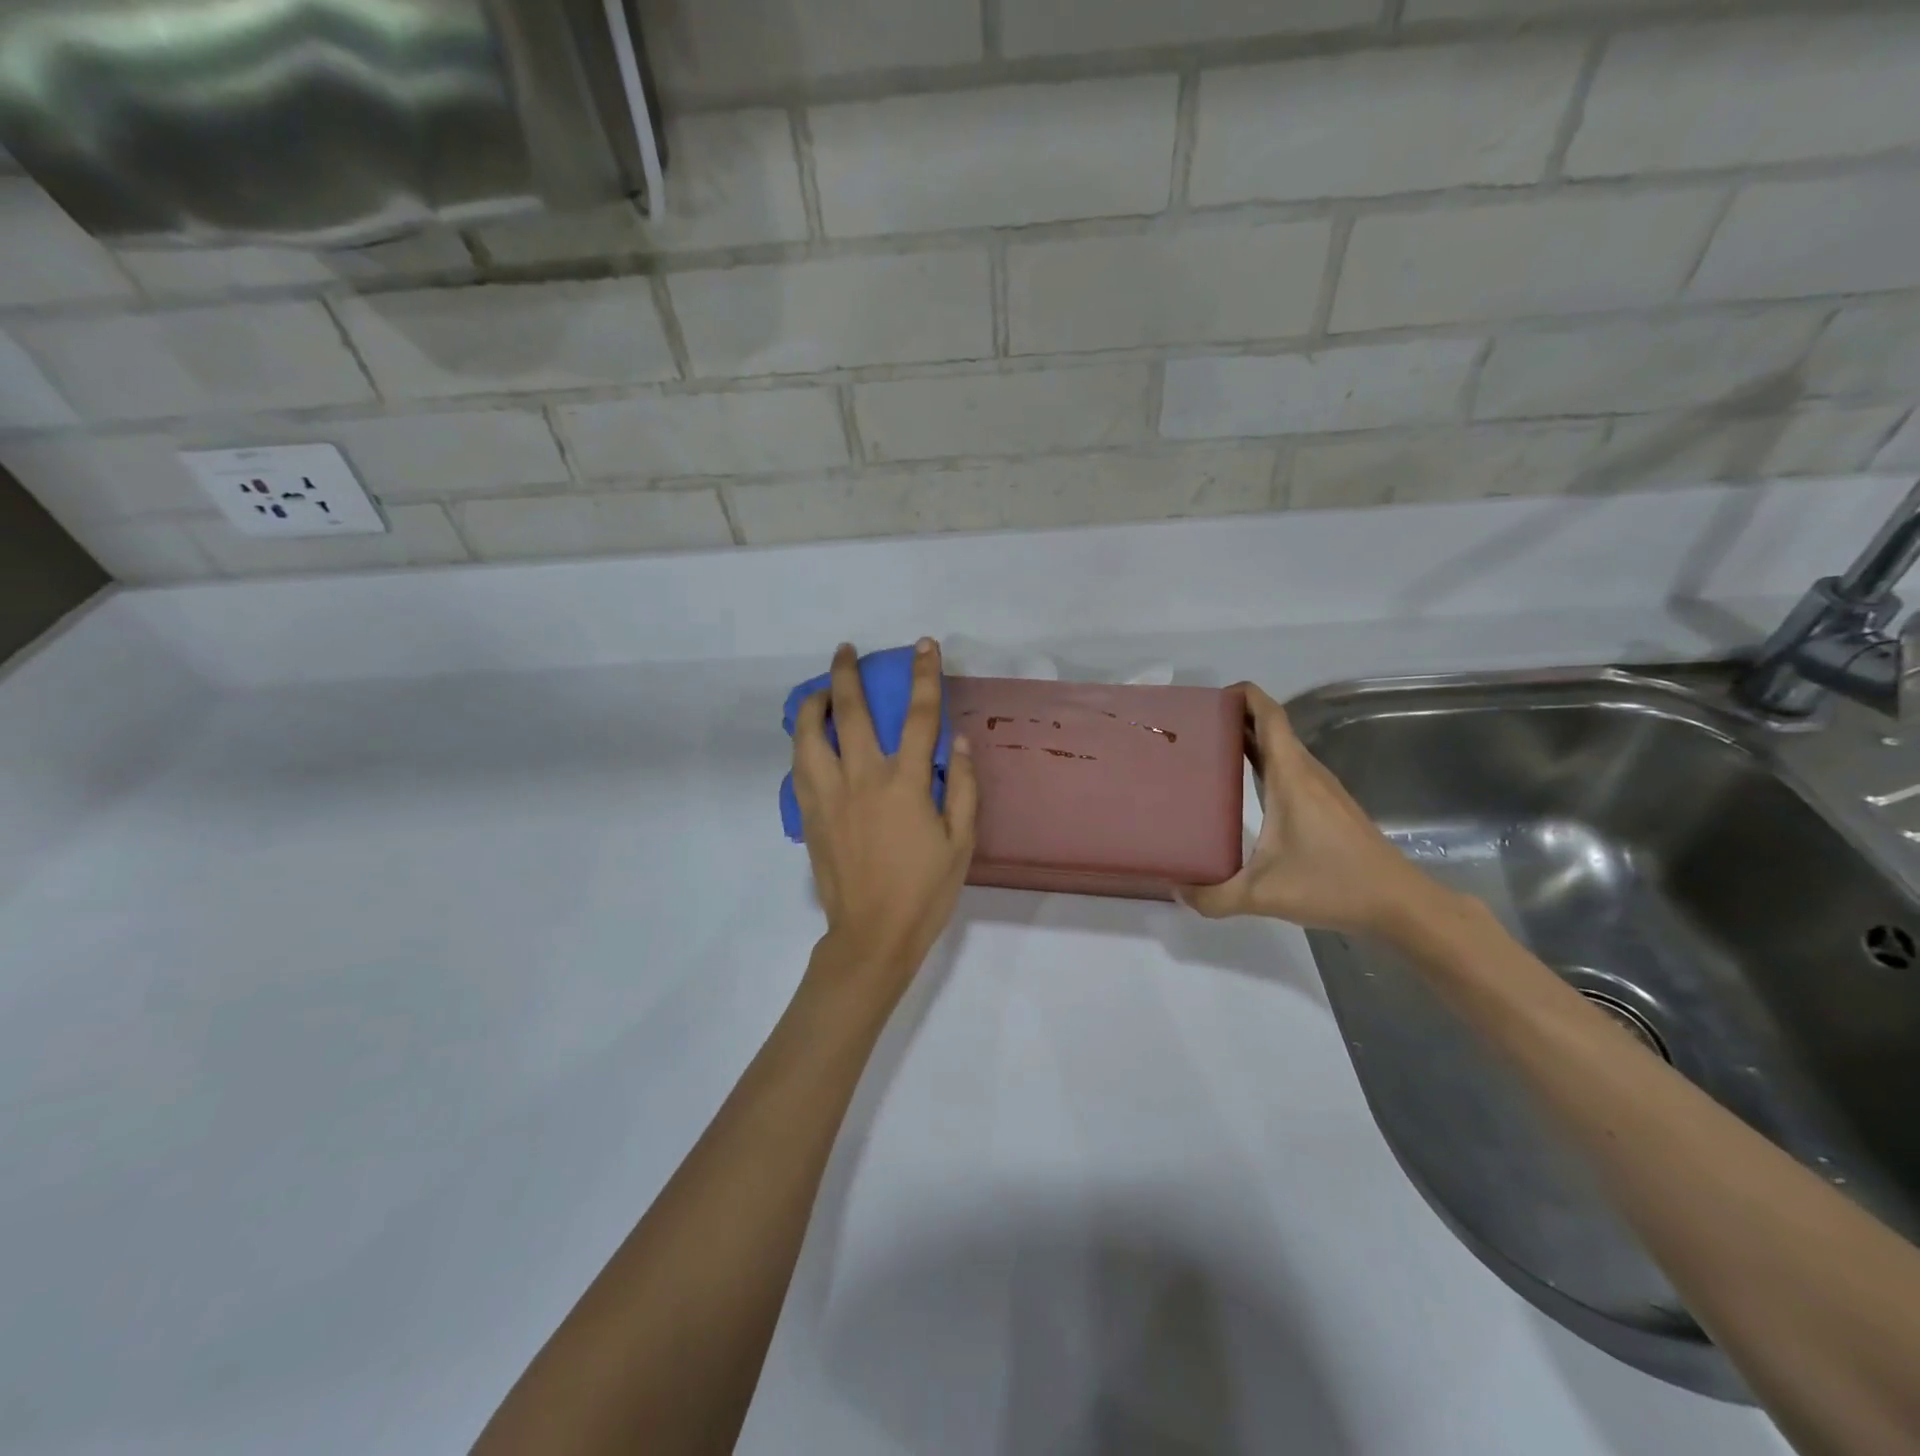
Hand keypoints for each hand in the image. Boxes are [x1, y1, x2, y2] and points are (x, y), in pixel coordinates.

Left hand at [791, 639, 977, 1001]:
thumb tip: (962, 742)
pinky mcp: (809, 814)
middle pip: (851, 712)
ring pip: (810, 735)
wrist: (871, 934)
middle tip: (846, 650)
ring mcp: (829, 795)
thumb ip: (965, 788)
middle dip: (848, 674)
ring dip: (813, 704)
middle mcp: (862, 778)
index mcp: (905, 784)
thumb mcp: (962, 842)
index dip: (924, 676)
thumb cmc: (924, 890)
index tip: (924, 646)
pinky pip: (800, 766)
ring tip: (819, 691)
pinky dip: (802, 742)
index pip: (919, 716)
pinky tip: (809, 739)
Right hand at [1183, 683, 1445, 937]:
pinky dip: (1263, 763)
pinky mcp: (1328, 805)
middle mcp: (1306, 773)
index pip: (1268, 715)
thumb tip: (1175, 890)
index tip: (1207, 699)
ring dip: (1248, 741)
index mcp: (1290, 776)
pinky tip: (1243, 789)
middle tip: (1192, 730)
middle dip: (1233, 718)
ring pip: (1281, 748)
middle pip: (1270, 727)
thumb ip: (1212, 896)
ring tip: (1209, 753)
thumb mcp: (1262, 896)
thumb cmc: (1333, 886)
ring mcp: (1321, 788)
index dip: (1242, 695)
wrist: (1400, 904)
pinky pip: (1290, 768)